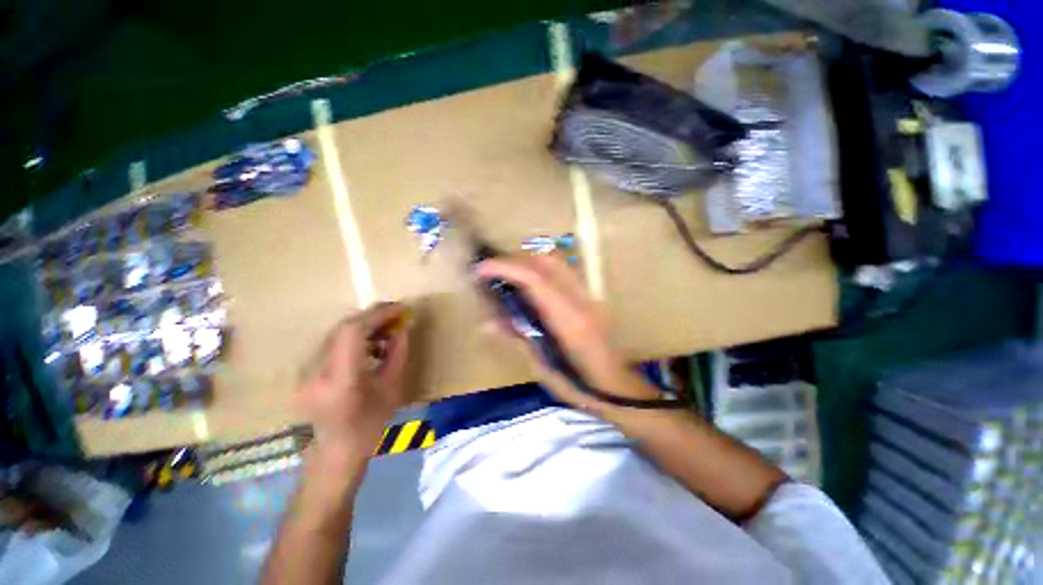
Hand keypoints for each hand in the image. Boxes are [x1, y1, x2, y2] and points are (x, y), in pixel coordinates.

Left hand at [296, 303, 410, 466]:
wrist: (335, 453)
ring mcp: (307, 372)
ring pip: (336, 333)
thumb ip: (398, 354)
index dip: (377, 315)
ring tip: (386, 330)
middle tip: (396, 315)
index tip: (400, 308)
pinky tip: (370, 344)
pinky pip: (333, 343)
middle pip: (342, 328)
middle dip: (372, 316)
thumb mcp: (392, 389)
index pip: (353, 333)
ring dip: (364, 325)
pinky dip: (354, 337)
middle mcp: (317, 373)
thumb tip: (403, 327)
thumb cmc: (370, 426)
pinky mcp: (306, 371)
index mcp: (341, 382)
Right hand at [475, 254, 656, 416]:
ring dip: (528, 261)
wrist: (617, 389)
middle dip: (515, 260)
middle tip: (493, 274)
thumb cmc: (580, 386)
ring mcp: (587, 296)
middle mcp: (579, 300)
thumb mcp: (543, 368)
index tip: (480, 270)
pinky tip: (529, 286)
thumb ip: (517, 339)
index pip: (534, 279)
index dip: (505, 268)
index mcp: (568, 319)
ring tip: (508, 276)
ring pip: (556, 262)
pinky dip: (540, 269)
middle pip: (546, 261)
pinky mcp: (588, 297)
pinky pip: (561, 271)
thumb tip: (487, 323)